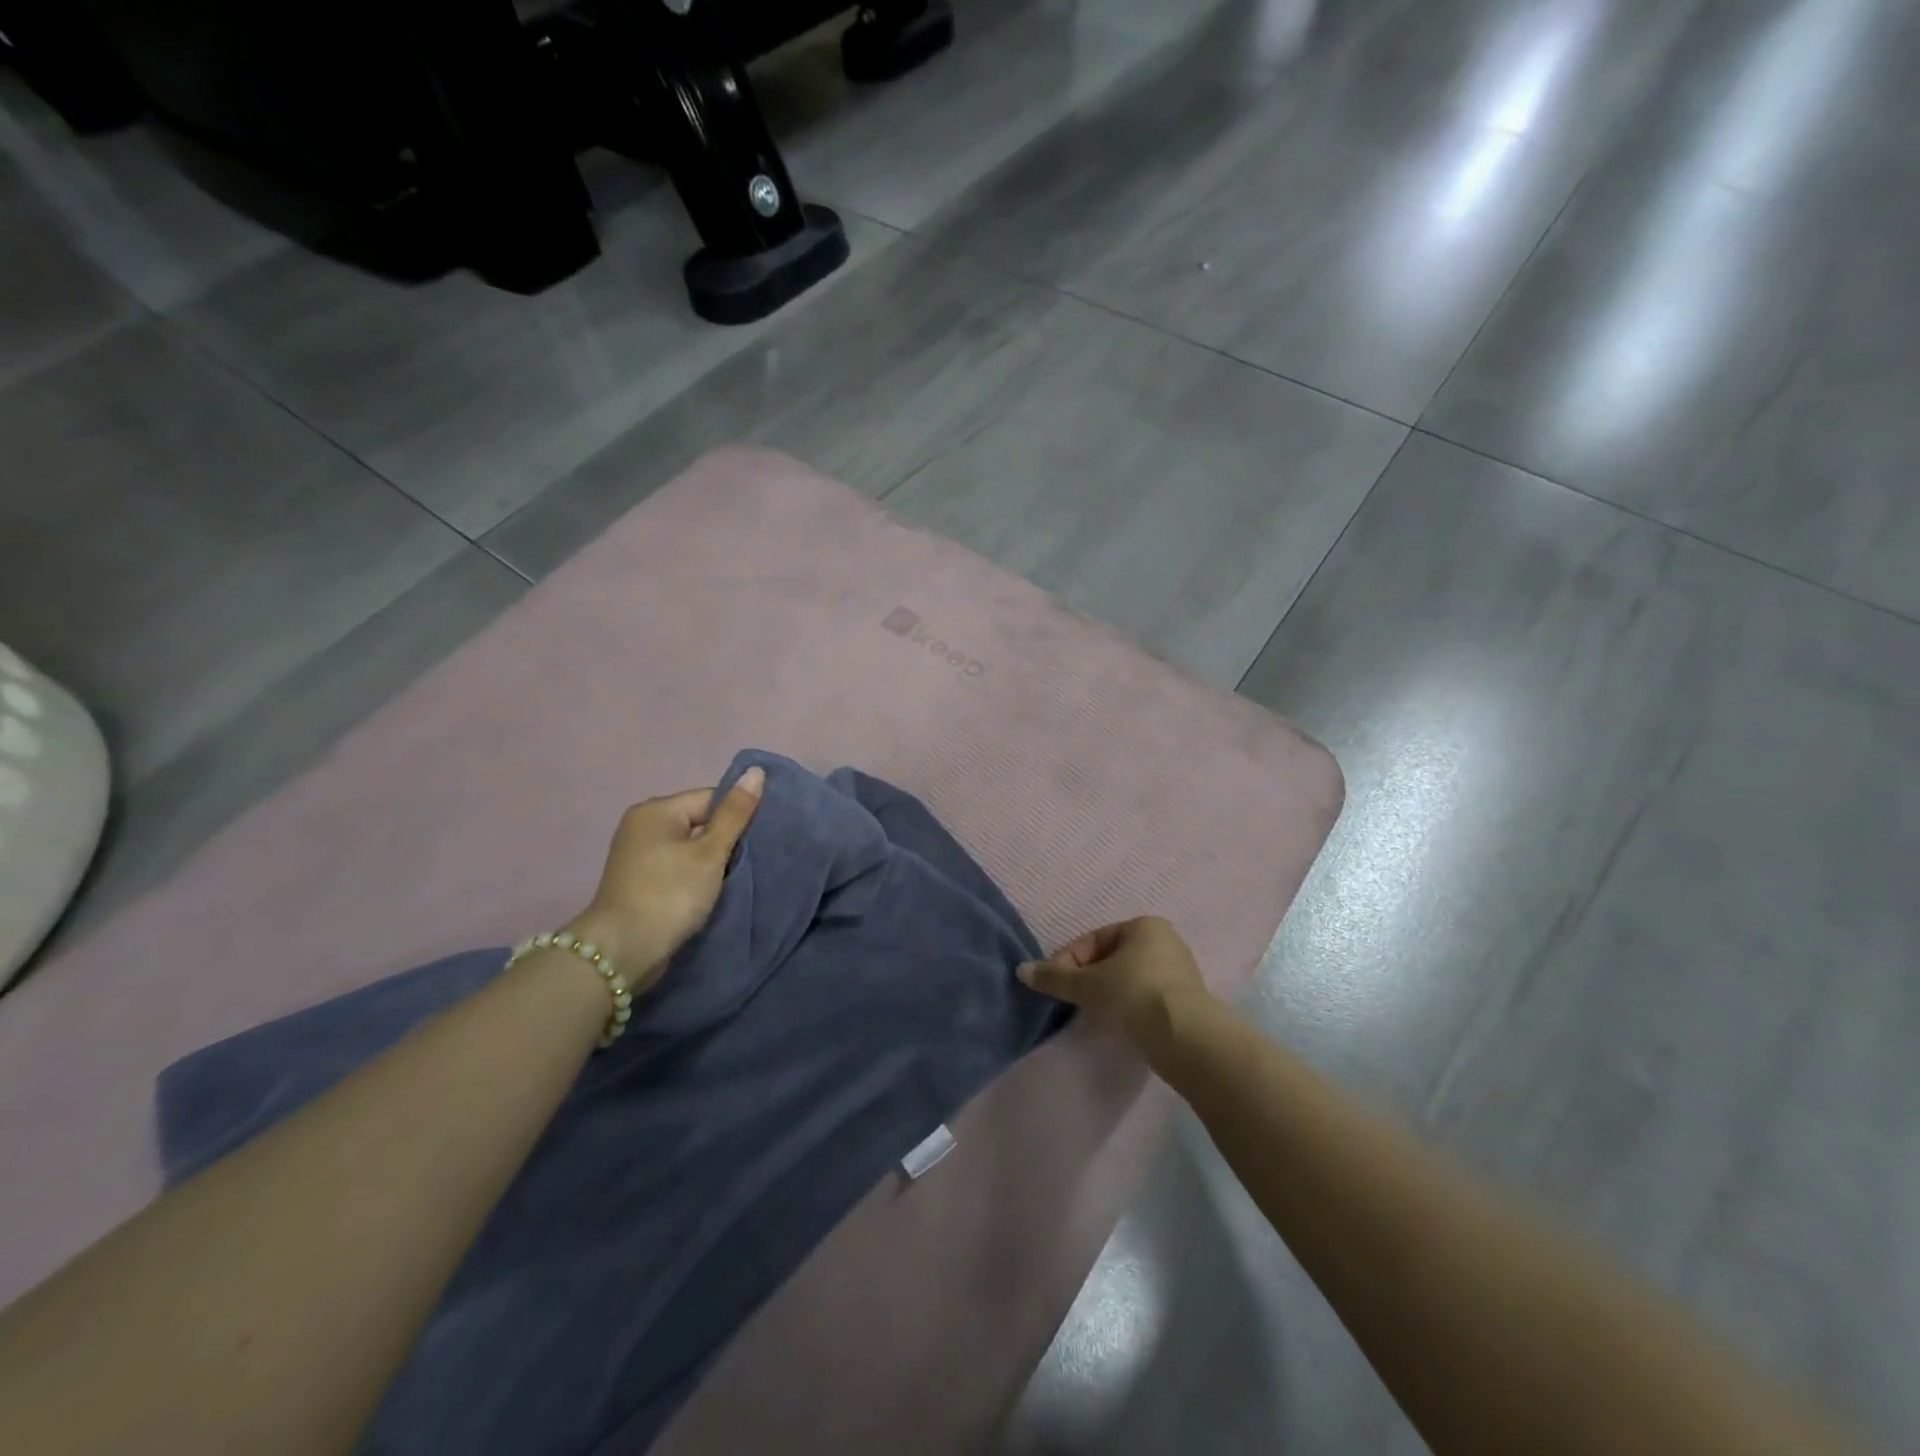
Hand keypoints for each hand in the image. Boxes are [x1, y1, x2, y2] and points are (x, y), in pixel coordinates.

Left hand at [564, 767, 764, 994]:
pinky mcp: (639, 881)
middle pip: (700, 822)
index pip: (711, 798)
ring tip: (735, 877)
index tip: (759, 841)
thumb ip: (735, 813)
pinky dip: (695, 876)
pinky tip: (711, 890)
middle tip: (753, 860)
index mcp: (656, 810)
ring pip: (690, 847)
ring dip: (712, 861)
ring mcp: (637, 855)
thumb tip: (756, 771)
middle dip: (725, 840)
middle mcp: (642, 825)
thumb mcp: (710, 852)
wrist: (623, 951)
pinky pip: (677, 867)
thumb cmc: (670, 894)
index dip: (738, 817)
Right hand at [1018, 916, 1211, 1046]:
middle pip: (1111, 958)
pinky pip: (1145, 996)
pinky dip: (1127, 1006)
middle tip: (1071, 1000)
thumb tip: (1021, 971)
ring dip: (1107, 993)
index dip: (1068, 961)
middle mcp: (1164, 941)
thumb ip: (1054, 977)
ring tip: (1092, 1014)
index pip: (1093, 940)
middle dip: (1088, 978)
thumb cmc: (1133, 994)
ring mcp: (1179, 971)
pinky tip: (1118, 1024)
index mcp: (1144, 926)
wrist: (1184, 1037)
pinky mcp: (1186, 1001)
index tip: (1054, 984)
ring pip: (1128, 978)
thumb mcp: (1087, 985)